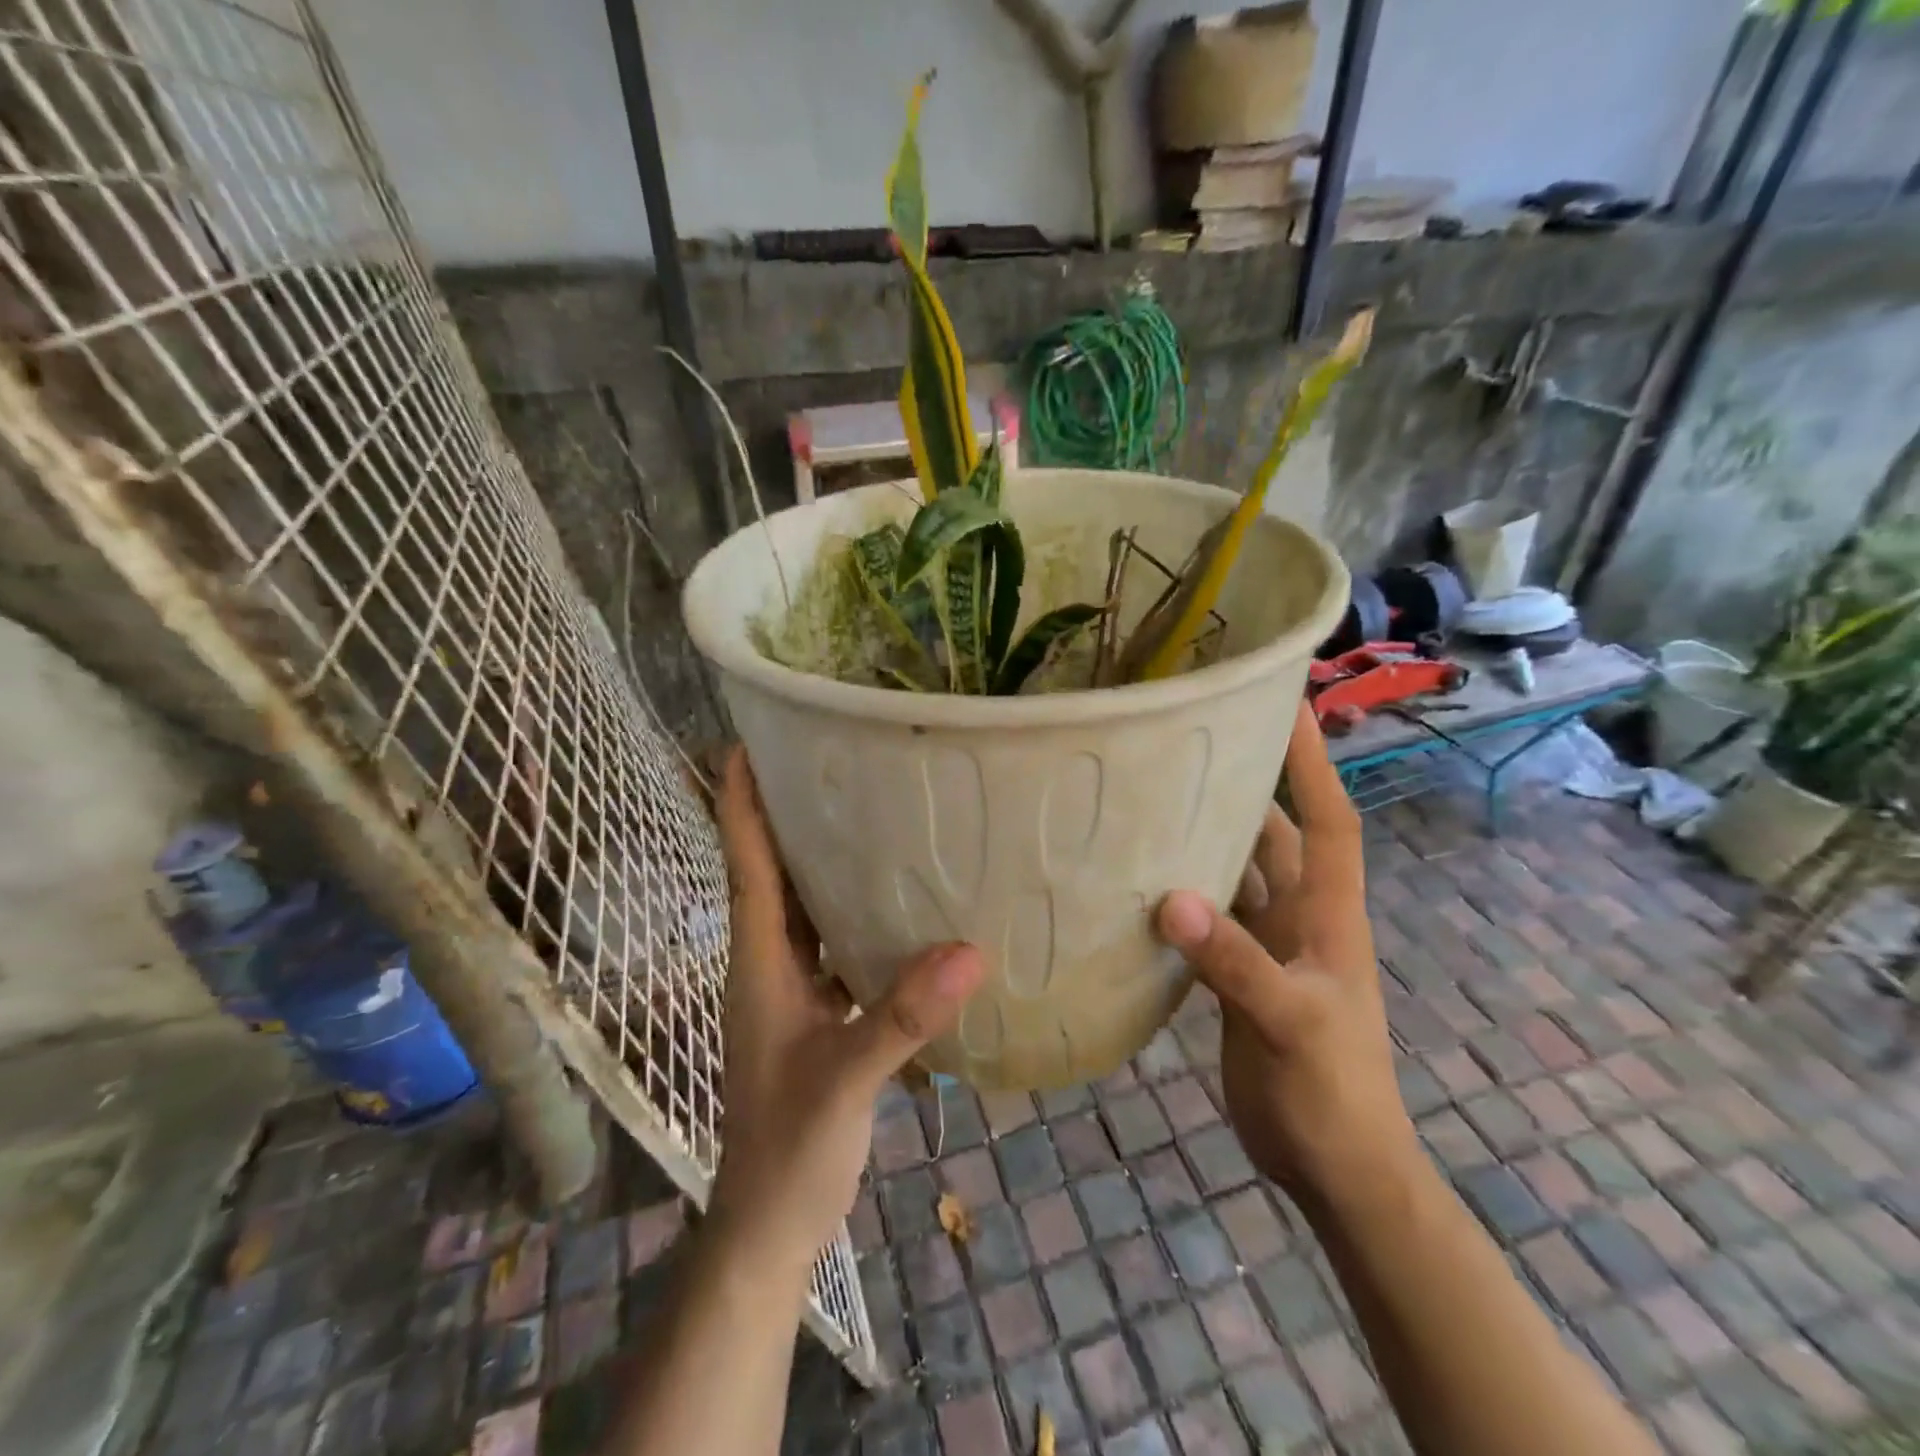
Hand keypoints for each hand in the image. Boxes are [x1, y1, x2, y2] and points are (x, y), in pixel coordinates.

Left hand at [709, 748, 985, 1273]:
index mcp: (760, 961)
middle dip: (790, 812)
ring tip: (869, 808)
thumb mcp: (844, 1081)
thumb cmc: (789, 1149)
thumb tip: (968, 951)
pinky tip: (899, 900)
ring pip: (805, 904)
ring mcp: (792, 987)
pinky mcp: (817, 1010)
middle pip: (775, 870)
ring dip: (823, 858)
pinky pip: (834, 941)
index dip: (742, 802)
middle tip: (831, 756)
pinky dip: (855, 911)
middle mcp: (771, 961)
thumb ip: (900, 1019)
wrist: (771, 1223)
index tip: (746, 743)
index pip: (746, 864)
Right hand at [1155, 704, 1415, 1209]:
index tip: (1289, 704)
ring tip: (1150, 801)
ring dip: (1202, 843)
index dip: (1312, 762)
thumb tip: (1172, 902)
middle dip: (1243, 788)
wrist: (1335, 1168)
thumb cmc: (1333, 1092)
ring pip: (1233, 877)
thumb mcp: (1291, 1023)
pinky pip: (1206, 922)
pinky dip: (1179, 900)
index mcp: (1328, 914)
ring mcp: (1267, 948)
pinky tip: (1136, 884)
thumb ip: (1236, 963)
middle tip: (1192, 743)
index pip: (1328, 820)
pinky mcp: (1238, 978)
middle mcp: (1298, 918)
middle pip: (1271, 837)